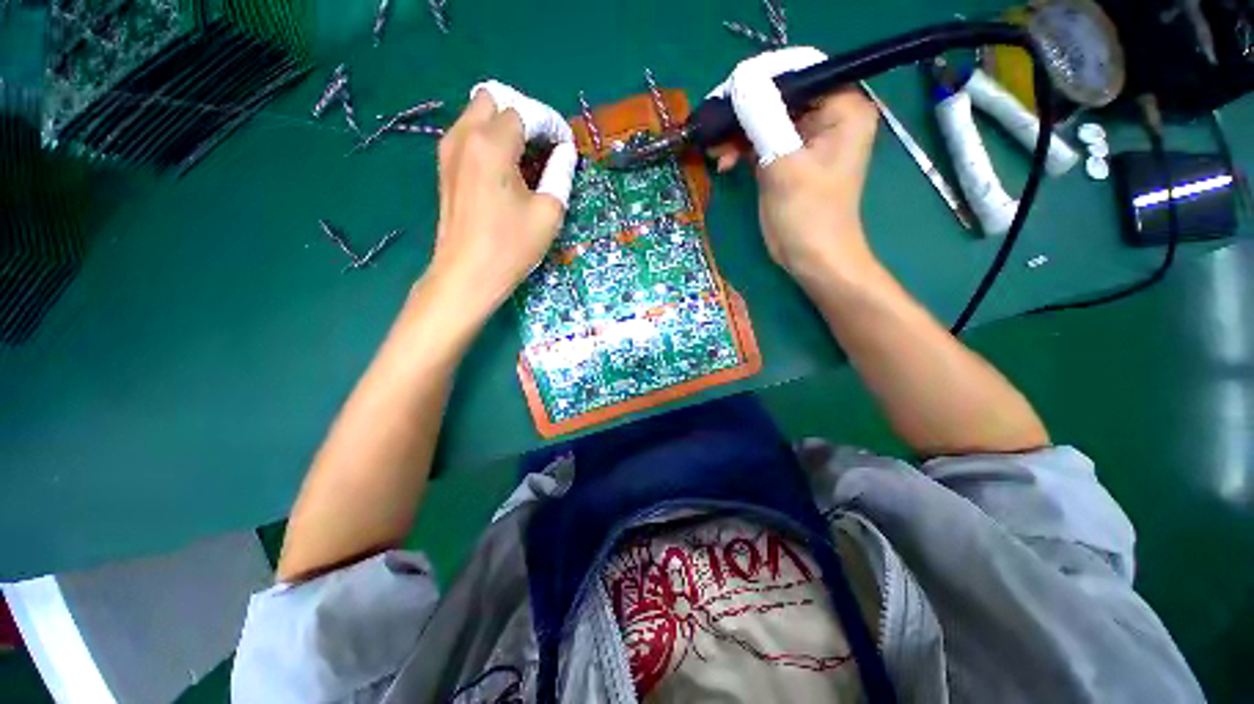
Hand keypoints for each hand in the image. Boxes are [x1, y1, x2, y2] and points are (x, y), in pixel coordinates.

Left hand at [427, 80, 577, 316]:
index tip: (565, 146)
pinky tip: (506, 170)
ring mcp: (449, 150)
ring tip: (527, 159)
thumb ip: (560, 173)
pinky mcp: (445, 167)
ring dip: (504, 127)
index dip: (550, 125)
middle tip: (543, 146)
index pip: (525, 113)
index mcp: (492, 145)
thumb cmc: (511, 246)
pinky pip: (468, 135)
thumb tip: (565, 152)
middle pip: (494, 100)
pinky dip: (489, 140)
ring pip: (477, 114)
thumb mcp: (548, 213)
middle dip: (523, 116)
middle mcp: (465, 136)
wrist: (467, 274)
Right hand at [708, 48, 880, 289]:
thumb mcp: (784, 165)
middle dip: (743, 110)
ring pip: (766, 117)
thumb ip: (763, 119)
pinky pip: (762, 139)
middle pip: (779, 94)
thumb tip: (739, 78)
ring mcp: (807, 137)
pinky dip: (741, 149)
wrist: (812, 259)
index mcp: (843, 106)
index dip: (760, 79)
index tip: (726, 96)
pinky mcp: (789, 157)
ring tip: (715, 151)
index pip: (799, 71)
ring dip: (738, 132)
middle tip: (713, 127)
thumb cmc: (808, 216)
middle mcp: (829, 114)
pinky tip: (723, 162)